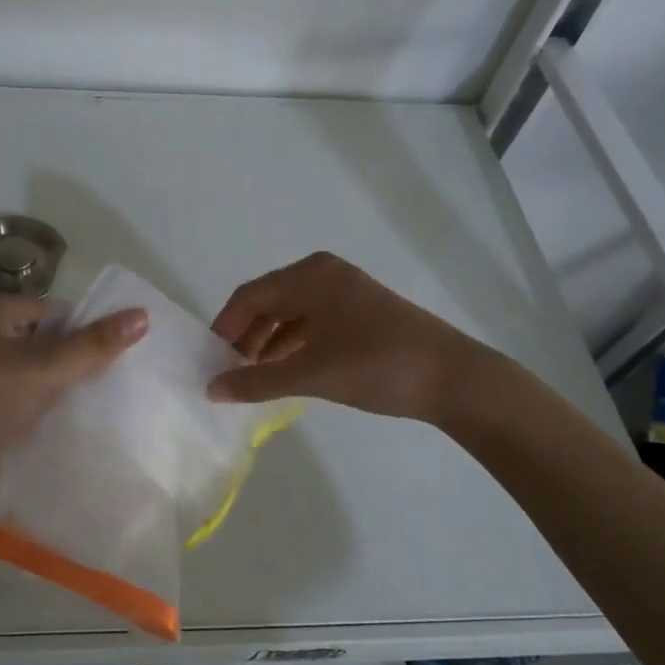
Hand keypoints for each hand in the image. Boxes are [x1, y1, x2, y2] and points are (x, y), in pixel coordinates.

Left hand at [0, 295, 146, 500]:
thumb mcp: (41, 370)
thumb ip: (92, 345)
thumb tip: (142, 316)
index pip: (59, 312)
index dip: (88, 333)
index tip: (121, 360)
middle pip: (49, 340)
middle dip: (78, 362)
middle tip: (118, 385)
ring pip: (38, 370)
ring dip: (63, 386)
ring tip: (101, 404)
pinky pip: (24, 394)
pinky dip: (45, 405)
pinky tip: (70, 421)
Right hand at [208, 252, 487, 422]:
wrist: (454, 379)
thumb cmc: (376, 366)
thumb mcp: (310, 375)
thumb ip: (256, 382)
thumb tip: (211, 390)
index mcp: (310, 276)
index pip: (249, 296)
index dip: (224, 327)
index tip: (209, 360)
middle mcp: (325, 275)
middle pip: (269, 302)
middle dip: (246, 336)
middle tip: (229, 371)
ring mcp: (347, 293)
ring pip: (292, 314)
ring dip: (269, 344)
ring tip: (254, 377)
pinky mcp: (362, 313)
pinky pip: (314, 323)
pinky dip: (294, 346)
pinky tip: (287, 372)